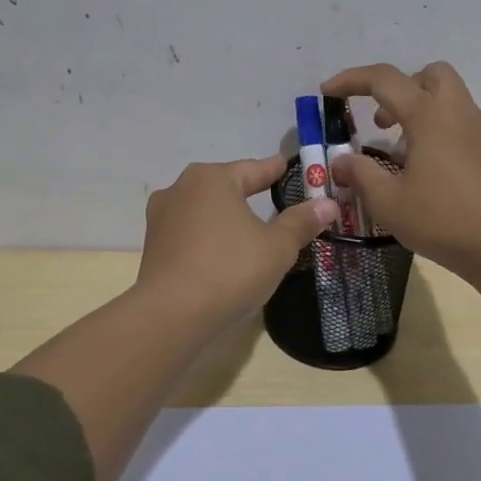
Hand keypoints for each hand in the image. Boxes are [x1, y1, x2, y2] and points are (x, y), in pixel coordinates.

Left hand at [135, 157, 338, 327]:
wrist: (170, 315)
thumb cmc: (229, 270)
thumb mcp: (277, 247)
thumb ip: (301, 222)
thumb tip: (327, 203)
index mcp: (212, 178)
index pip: (254, 168)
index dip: (275, 169)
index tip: (289, 165)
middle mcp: (181, 188)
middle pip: (225, 186)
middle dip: (249, 192)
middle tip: (275, 198)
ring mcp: (161, 217)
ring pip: (204, 210)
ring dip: (226, 217)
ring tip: (248, 228)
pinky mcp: (153, 246)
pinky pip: (190, 233)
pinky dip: (209, 237)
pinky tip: (222, 252)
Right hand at [321, 62, 480, 277]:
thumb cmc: (442, 219)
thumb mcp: (388, 201)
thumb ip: (360, 174)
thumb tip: (341, 161)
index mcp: (428, 115)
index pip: (384, 79)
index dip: (351, 80)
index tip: (327, 93)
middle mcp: (456, 112)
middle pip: (428, 74)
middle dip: (399, 88)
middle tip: (381, 121)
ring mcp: (478, 129)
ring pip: (446, 97)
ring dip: (418, 110)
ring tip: (399, 152)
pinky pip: (458, 121)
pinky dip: (436, 129)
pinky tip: (425, 169)